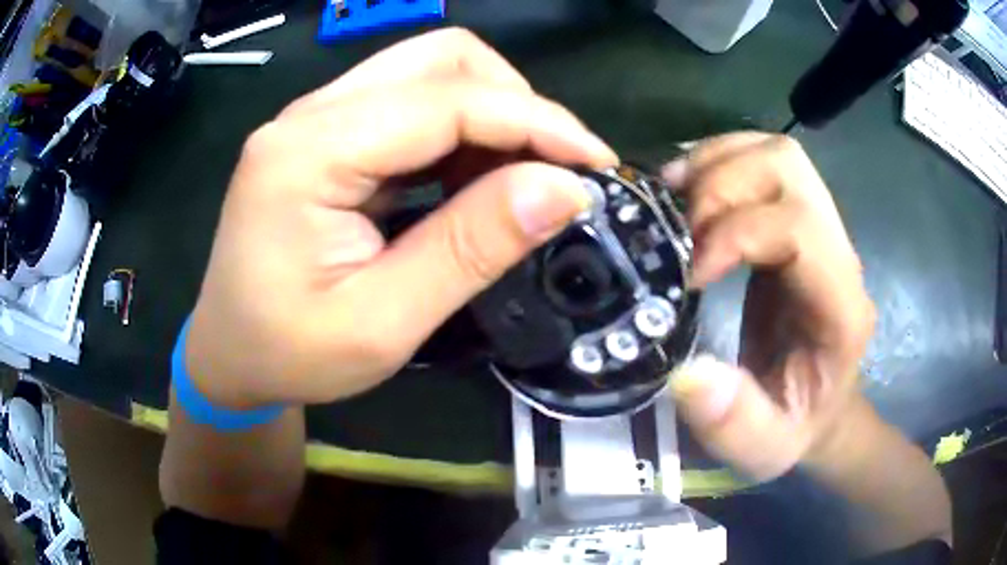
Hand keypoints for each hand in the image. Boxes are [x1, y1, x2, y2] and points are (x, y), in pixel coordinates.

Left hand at [185, 28, 617, 407]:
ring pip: (429, 72)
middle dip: (515, 104)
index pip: (447, 100)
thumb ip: (471, 248)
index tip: (596, 164)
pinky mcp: (324, 134)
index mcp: (308, 152)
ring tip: (516, 181)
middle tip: (551, 172)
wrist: (228, 355)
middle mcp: (309, 114)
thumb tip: (564, 190)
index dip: (536, 122)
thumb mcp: (382, 322)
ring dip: (490, 114)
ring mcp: (314, 119)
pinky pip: (409, 103)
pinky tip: (471, 180)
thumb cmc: (288, 353)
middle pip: (440, 59)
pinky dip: (459, 131)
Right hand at [662, 133, 875, 480]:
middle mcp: (839, 252)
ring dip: (717, 163)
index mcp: (841, 306)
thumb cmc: (796, 428)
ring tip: (674, 200)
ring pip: (775, 152)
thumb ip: (733, 421)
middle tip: (678, 226)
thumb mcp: (764, 447)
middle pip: (789, 167)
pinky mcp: (797, 221)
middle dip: (723, 182)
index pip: (799, 228)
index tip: (689, 274)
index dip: (736, 233)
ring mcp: (821, 228)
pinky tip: (687, 192)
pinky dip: (717, 161)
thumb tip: (687, 374)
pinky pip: (760, 162)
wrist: (822, 408)